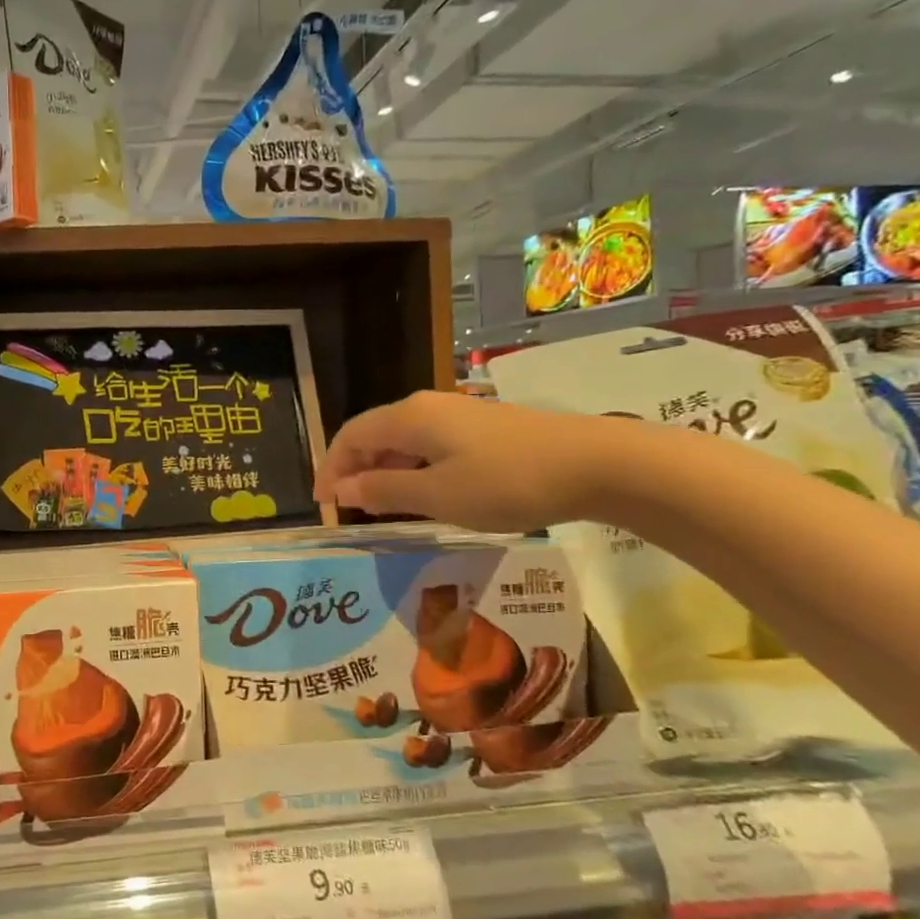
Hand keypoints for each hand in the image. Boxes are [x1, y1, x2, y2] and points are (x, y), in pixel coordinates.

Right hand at [314, 391, 628, 532]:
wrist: (596, 463)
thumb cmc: (506, 482)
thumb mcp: (437, 495)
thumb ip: (384, 491)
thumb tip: (342, 490)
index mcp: (409, 417)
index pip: (350, 436)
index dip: (330, 468)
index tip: (323, 505)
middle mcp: (427, 407)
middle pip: (374, 434)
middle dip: (354, 470)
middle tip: (348, 511)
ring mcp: (457, 414)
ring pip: (402, 441)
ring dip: (384, 471)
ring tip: (381, 508)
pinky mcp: (481, 427)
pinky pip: (429, 445)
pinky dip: (412, 469)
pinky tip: (424, 494)